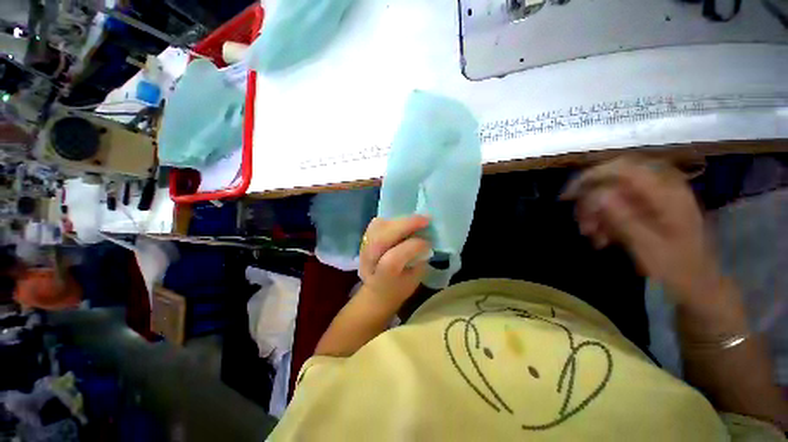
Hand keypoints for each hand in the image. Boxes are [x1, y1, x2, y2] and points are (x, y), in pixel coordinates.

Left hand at [359, 216, 430, 309]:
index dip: (412, 247)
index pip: (393, 258)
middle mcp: (369, 262)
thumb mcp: (414, 280)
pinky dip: (391, 220)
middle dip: (405, 225)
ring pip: (377, 227)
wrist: (376, 291)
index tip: (428, 243)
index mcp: (382, 278)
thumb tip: (425, 238)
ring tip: (415, 220)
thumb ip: (419, 260)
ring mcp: (363, 249)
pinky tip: (402, 222)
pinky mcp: (364, 239)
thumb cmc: (399, 288)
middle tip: (425, 219)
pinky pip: (376, 224)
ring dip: (399, 220)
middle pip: (381, 239)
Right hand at [563, 156, 720, 305]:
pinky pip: (619, 205)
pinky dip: (605, 219)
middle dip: (591, 197)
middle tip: (579, 219)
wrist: (699, 285)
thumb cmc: (677, 269)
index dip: (593, 176)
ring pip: (614, 193)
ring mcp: (657, 199)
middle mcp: (662, 189)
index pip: (624, 168)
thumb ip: (623, 218)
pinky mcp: (651, 209)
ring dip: (596, 211)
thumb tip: (596, 196)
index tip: (570, 195)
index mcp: (667, 193)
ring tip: (589, 233)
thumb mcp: (648, 247)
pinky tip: (601, 237)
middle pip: (615, 178)